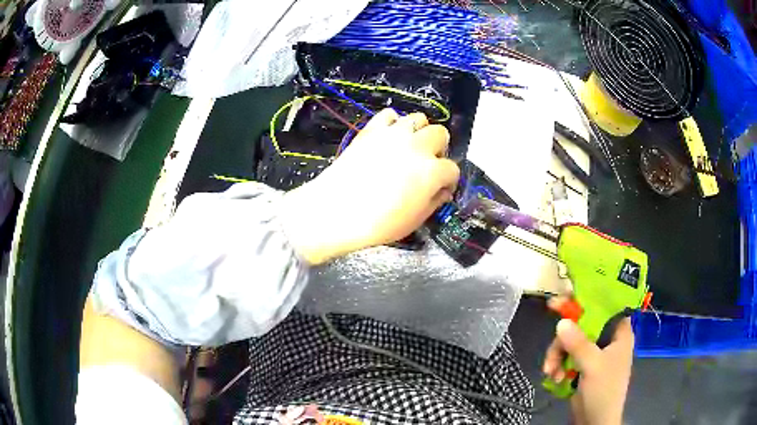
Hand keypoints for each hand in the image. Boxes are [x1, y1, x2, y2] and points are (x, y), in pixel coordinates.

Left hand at [281, 109, 459, 264]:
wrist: (336, 211)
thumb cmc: (378, 223)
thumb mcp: (415, 220)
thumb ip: (434, 201)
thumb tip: (442, 191)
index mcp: (432, 171)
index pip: (452, 169)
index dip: (449, 181)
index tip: (441, 189)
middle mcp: (417, 146)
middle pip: (440, 134)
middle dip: (439, 149)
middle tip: (427, 164)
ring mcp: (394, 134)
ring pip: (418, 118)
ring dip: (419, 132)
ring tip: (409, 147)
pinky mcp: (372, 129)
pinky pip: (389, 114)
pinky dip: (393, 123)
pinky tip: (389, 137)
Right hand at [543, 299, 633, 424]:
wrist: (595, 422)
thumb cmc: (603, 390)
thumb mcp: (592, 365)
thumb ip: (578, 343)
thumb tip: (561, 322)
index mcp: (619, 332)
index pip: (605, 306)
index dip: (586, 299)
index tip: (564, 297)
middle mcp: (607, 339)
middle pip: (583, 324)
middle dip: (565, 338)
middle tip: (552, 335)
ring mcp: (593, 353)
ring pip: (571, 341)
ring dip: (557, 355)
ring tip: (550, 371)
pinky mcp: (581, 366)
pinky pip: (566, 356)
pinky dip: (557, 365)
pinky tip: (553, 377)